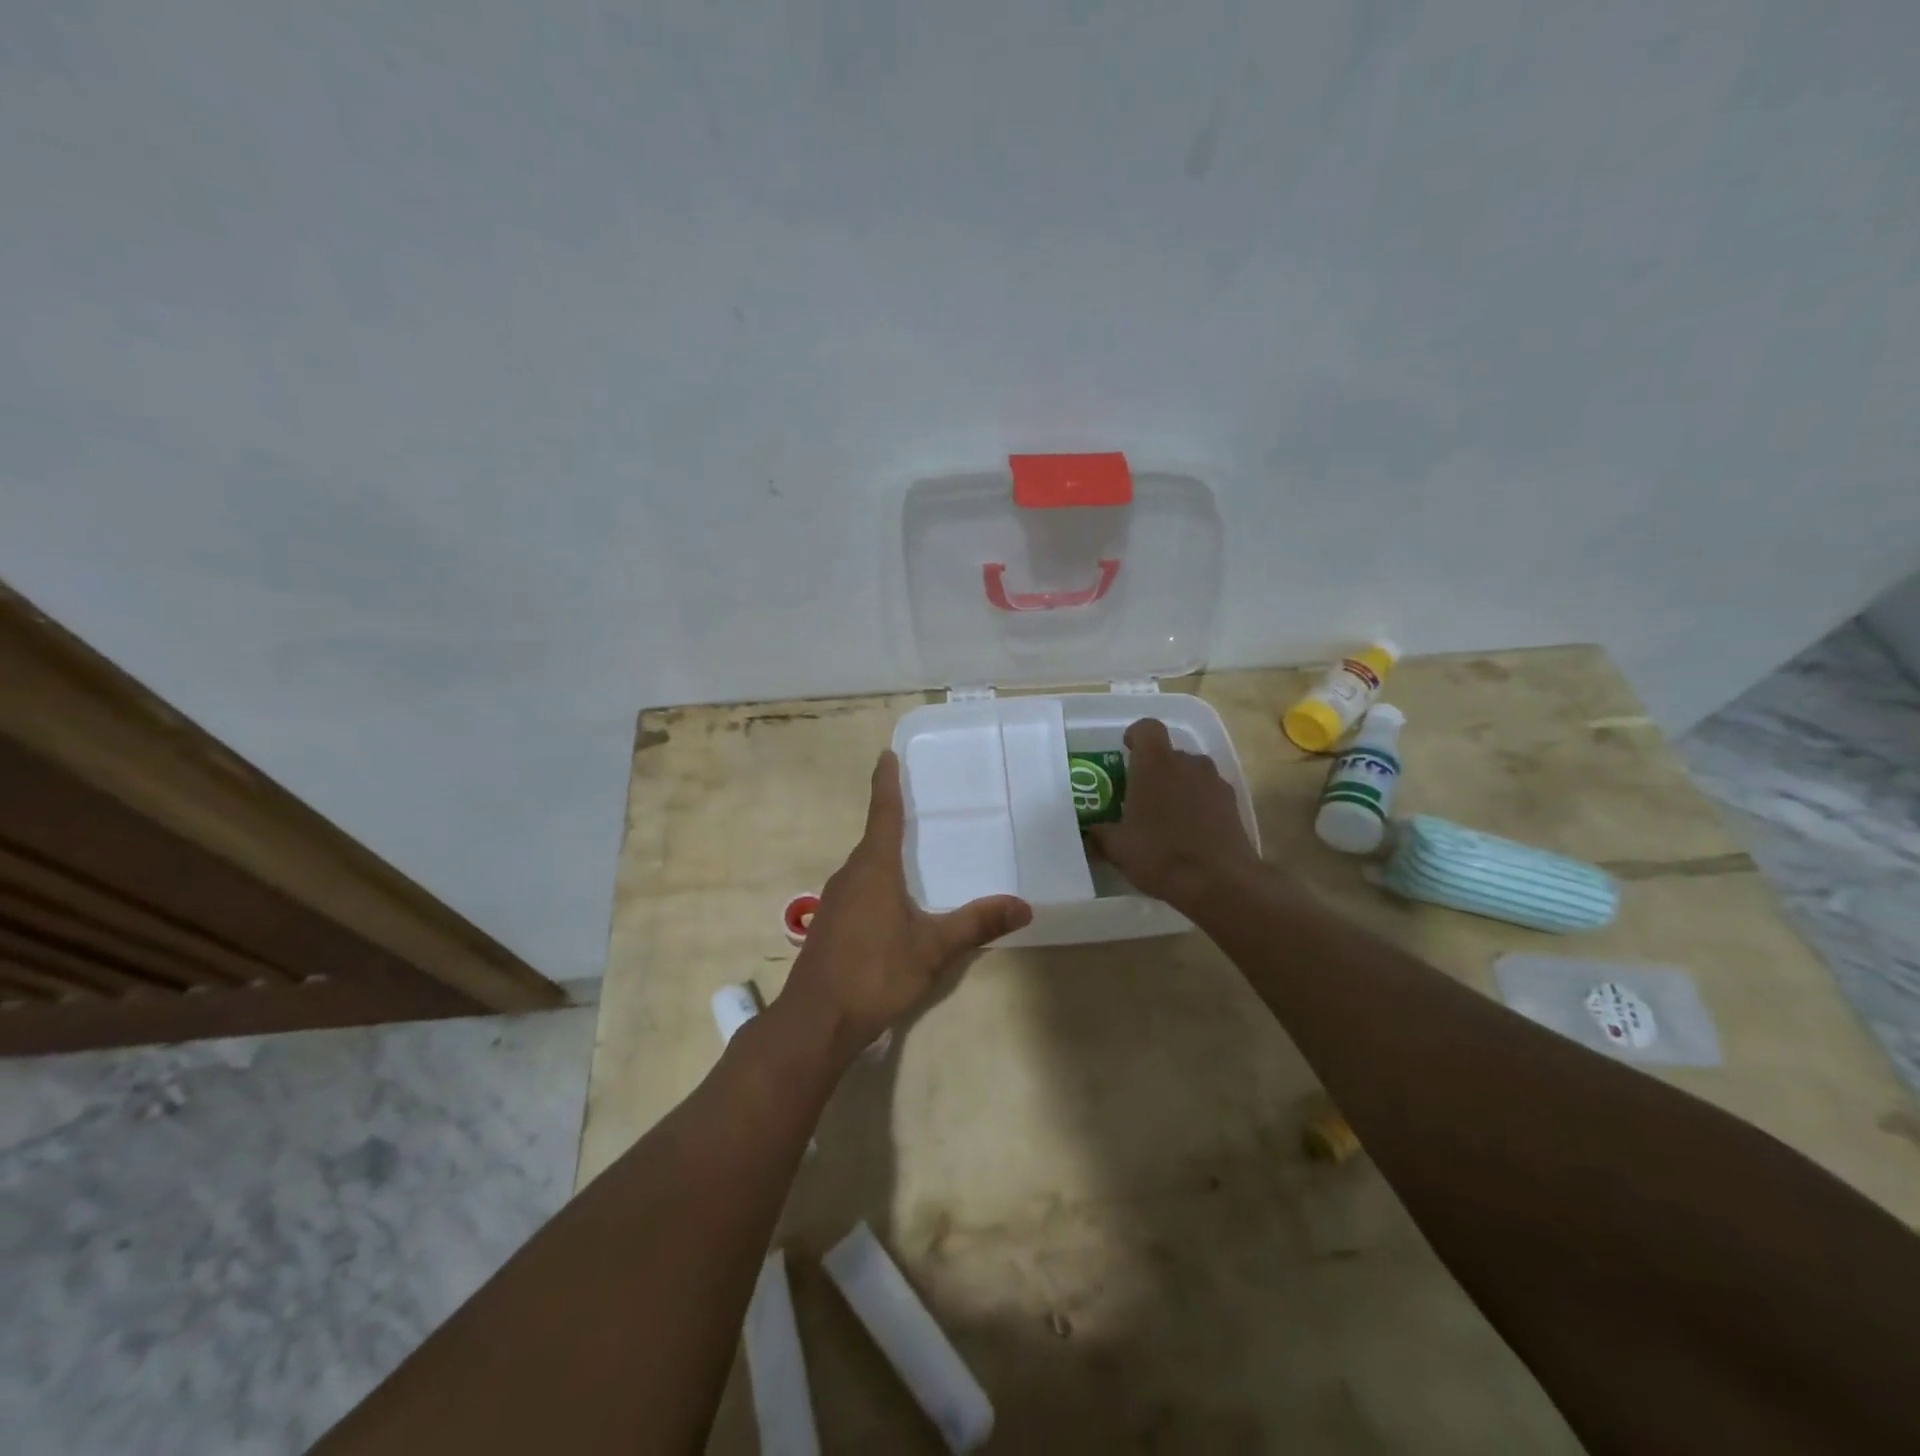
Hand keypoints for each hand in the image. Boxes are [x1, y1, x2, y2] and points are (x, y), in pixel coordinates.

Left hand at [774, 751, 1031, 1062]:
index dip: (886, 782)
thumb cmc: (875, 972)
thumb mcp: (933, 948)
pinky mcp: (829, 924)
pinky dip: (878, 881)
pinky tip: (894, 904)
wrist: (816, 1020)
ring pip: (865, 866)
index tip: (886, 755)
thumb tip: (1024, 906)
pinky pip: (858, 888)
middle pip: (874, 837)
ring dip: (886, 854)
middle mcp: (850, 874)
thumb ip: (977, 923)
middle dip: (893, 819)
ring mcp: (834, 900)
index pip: (883, 812)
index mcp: (874, 868)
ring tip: (915, 854)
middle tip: (921, 805)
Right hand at [1088, 718, 1262, 913]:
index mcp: (1155, 763)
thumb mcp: (1117, 848)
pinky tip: (1190, 833)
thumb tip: (1092, 831)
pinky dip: (1199, 805)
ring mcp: (1215, 783)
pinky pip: (1210, 794)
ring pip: (1192, 773)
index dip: (1136, 736)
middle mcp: (1188, 763)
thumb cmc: (1160, 854)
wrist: (1219, 883)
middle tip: (1140, 795)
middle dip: (1155, 769)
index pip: (1147, 728)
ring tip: (1166, 816)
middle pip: (1170, 753)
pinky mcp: (1234, 805)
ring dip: (1179, 785)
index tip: (1126, 751)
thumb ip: (1101, 833)